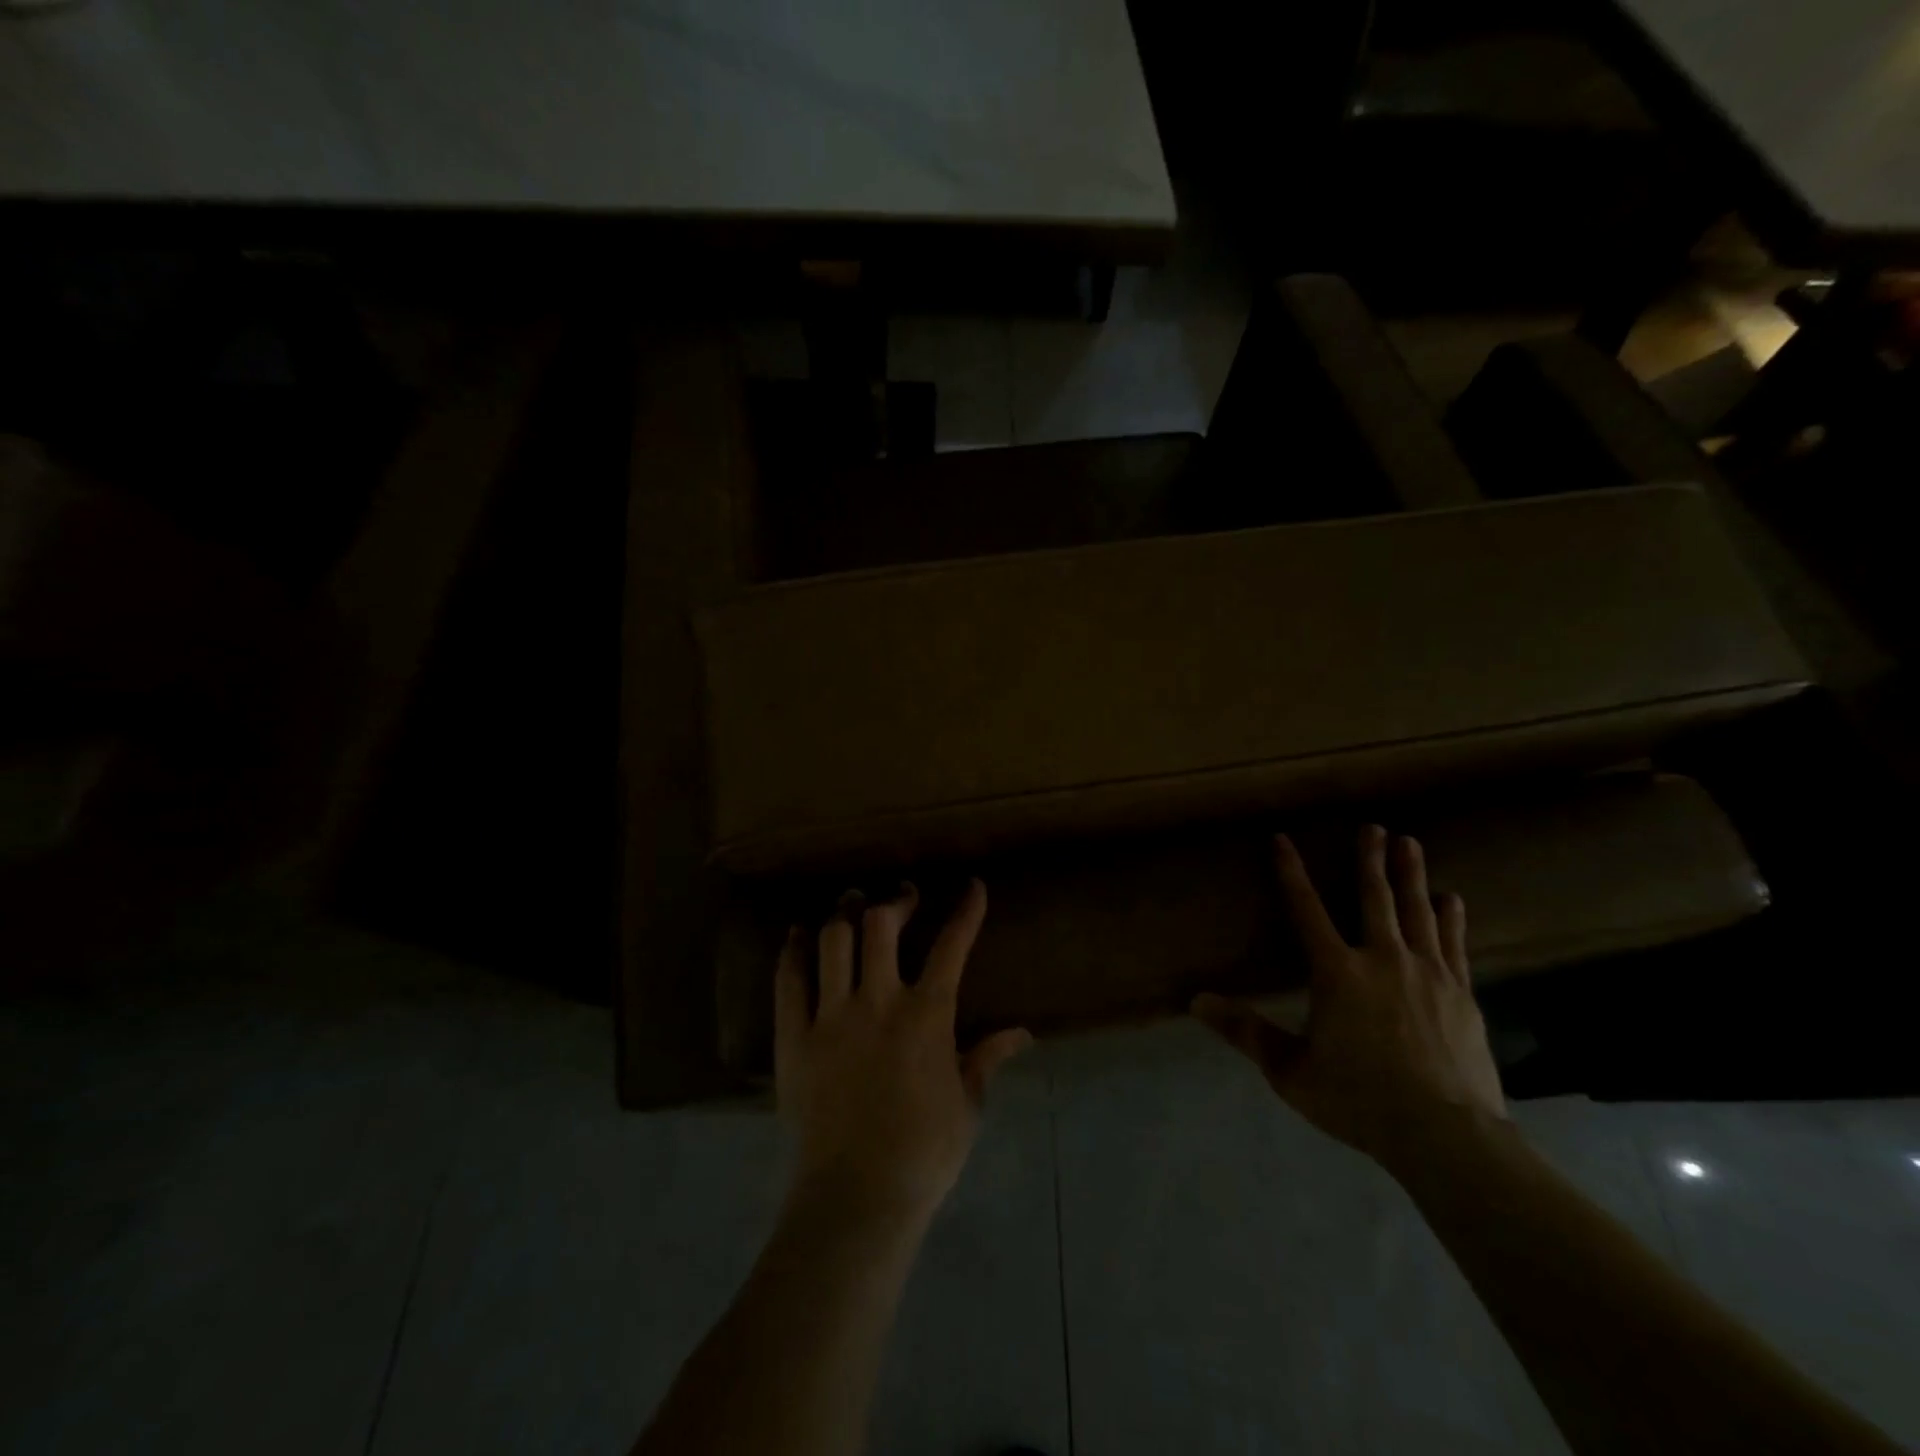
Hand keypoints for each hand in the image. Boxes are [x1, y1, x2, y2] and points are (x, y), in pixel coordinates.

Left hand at [776, 879, 1031, 1228]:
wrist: (856, 1197)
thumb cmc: (923, 1153)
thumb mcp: (967, 1105)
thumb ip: (988, 1059)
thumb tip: (1022, 1033)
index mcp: (927, 1016)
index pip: (952, 946)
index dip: (966, 910)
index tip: (972, 885)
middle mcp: (878, 1001)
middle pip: (881, 925)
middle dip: (896, 900)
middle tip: (903, 897)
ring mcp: (831, 1016)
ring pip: (834, 941)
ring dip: (846, 913)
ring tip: (852, 903)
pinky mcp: (793, 1037)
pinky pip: (789, 979)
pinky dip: (795, 950)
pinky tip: (799, 935)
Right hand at [1193, 825, 1506, 1170]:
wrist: (1446, 1136)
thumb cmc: (1359, 1100)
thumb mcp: (1290, 1071)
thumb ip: (1245, 1032)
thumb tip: (1195, 1001)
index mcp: (1337, 973)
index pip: (1306, 909)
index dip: (1291, 872)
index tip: (1283, 839)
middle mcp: (1383, 960)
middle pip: (1375, 898)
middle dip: (1370, 860)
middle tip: (1374, 827)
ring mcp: (1428, 974)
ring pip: (1417, 912)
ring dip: (1411, 875)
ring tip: (1410, 843)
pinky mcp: (1461, 994)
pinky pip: (1454, 945)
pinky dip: (1450, 918)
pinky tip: (1453, 899)